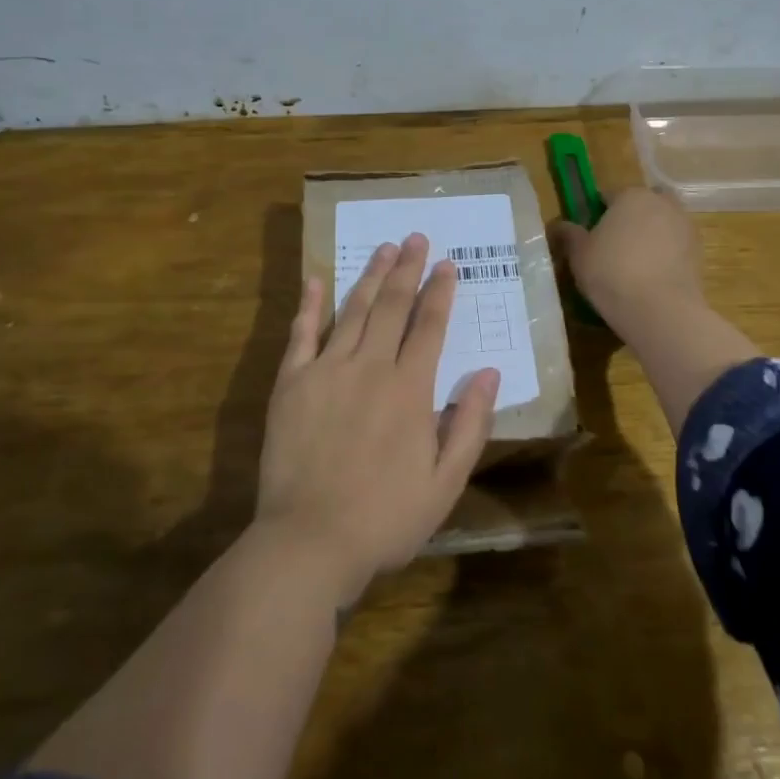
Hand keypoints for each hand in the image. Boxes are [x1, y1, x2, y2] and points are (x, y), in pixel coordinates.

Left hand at [257, 234, 497, 601]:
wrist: (310, 540)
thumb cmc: (386, 517)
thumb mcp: (445, 481)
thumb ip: (470, 423)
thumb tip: (489, 372)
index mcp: (410, 389)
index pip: (429, 326)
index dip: (440, 292)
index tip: (447, 264)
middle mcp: (369, 367)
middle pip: (392, 306)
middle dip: (407, 269)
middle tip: (415, 237)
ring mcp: (326, 371)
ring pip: (352, 311)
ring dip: (370, 276)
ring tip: (383, 248)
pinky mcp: (290, 384)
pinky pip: (301, 335)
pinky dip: (310, 305)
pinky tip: (316, 279)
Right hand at [551, 187, 703, 332]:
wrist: (660, 310)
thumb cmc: (611, 273)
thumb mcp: (579, 254)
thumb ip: (570, 234)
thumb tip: (560, 225)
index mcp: (631, 196)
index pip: (609, 195)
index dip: (597, 214)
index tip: (589, 235)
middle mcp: (662, 203)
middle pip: (642, 204)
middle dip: (631, 218)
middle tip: (614, 245)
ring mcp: (685, 226)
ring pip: (662, 224)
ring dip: (651, 236)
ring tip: (633, 265)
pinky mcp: (699, 252)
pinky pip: (675, 246)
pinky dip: (665, 255)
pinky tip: (651, 278)